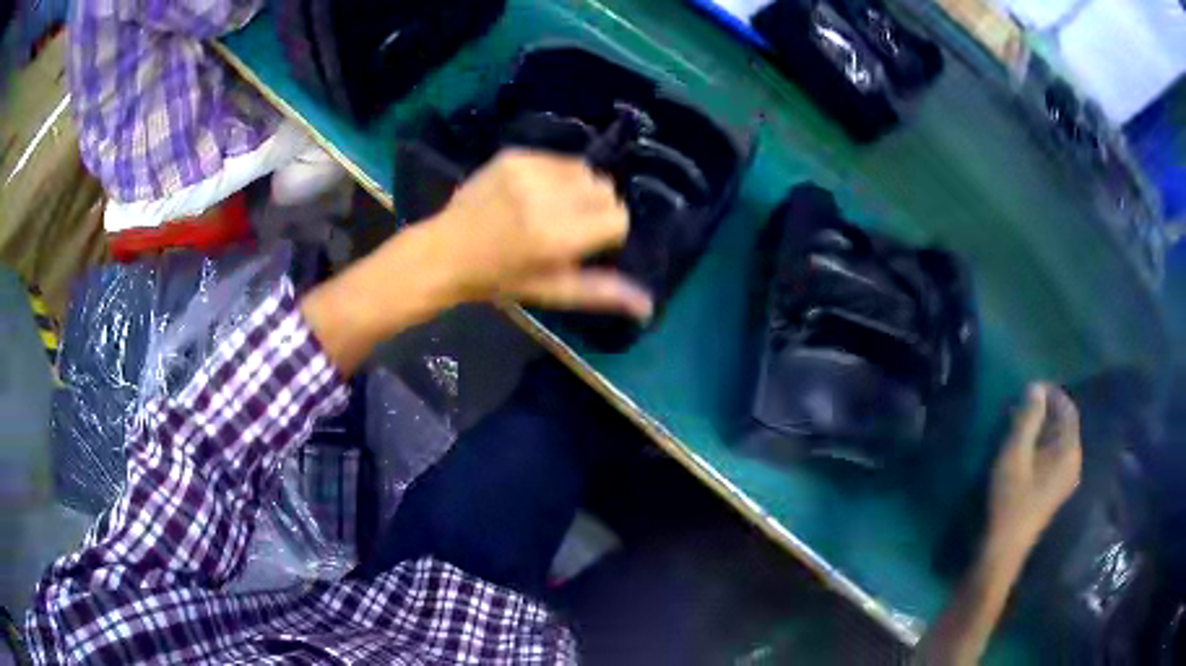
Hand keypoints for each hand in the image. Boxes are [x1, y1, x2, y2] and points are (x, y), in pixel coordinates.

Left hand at [426, 149, 652, 317]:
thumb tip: (647, 306)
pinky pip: (559, 159)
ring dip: (579, 189)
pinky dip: (557, 175)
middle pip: (605, 189)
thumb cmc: (498, 280)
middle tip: (569, 226)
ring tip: (552, 207)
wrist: (444, 252)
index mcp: (555, 236)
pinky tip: (534, 192)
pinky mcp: (514, 155)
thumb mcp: (550, 290)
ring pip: (585, 170)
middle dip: (596, 208)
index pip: (617, 218)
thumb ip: (601, 292)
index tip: (587, 243)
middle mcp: (544, 197)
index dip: (608, 232)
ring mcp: (527, 171)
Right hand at [986, 383, 1081, 559]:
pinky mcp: (1057, 490)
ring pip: (1060, 441)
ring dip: (1044, 428)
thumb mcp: (1014, 455)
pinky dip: (1044, 445)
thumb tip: (1036, 387)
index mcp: (1069, 451)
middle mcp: (1074, 461)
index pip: (1068, 409)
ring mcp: (1067, 478)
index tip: (1030, 388)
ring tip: (1022, 425)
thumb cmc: (1010, 500)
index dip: (1052, 394)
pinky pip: (1056, 455)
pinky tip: (1027, 450)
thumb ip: (1027, 419)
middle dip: (1047, 411)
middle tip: (1023, 406)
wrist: (1004, 549)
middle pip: (1066, 424)